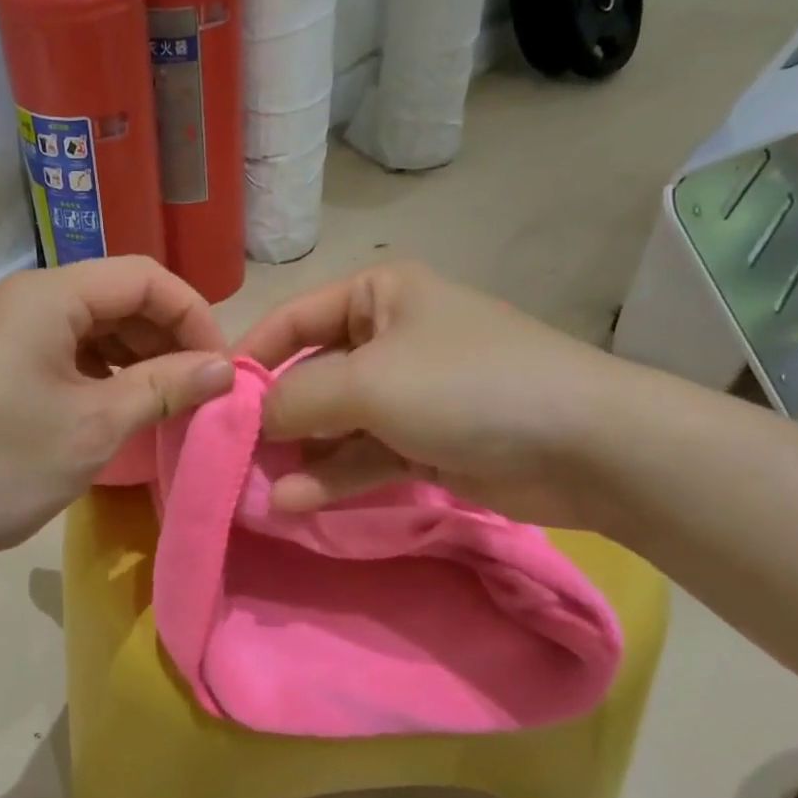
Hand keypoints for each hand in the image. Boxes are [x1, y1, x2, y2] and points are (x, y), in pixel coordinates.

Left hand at [0, 258, 232, 569]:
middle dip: (166, 337)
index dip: (192, 315)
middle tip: (199, 389)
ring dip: (138, 355)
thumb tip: (225, 367)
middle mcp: (26, 296)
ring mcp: (8, 326)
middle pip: (118, 296)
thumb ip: (166, 386)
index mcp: (48, 296)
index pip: (143, 278)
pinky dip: (103, 370)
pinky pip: (67, 347)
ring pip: (94, 323)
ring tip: (168, 400)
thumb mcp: (96, 426)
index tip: (220, 366)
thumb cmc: (3, 466)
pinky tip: (123, 404)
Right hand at [235, 261, 634, 527]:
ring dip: (299, 454)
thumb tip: (253, 418)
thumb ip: (297, 397)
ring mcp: (407, 394)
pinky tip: (295, 502)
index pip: (294, 319)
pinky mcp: (423, 442)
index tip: (212, 398)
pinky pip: (363, 455)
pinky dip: (332, 476)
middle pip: (311, 375)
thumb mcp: (367, 381)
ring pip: (334, 422)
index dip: (251, 356)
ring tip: (257, 488)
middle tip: (230, 454)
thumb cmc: (466, 385)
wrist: (585, 445)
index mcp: (378, 294)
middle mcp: (388, 337)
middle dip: (274, 416)